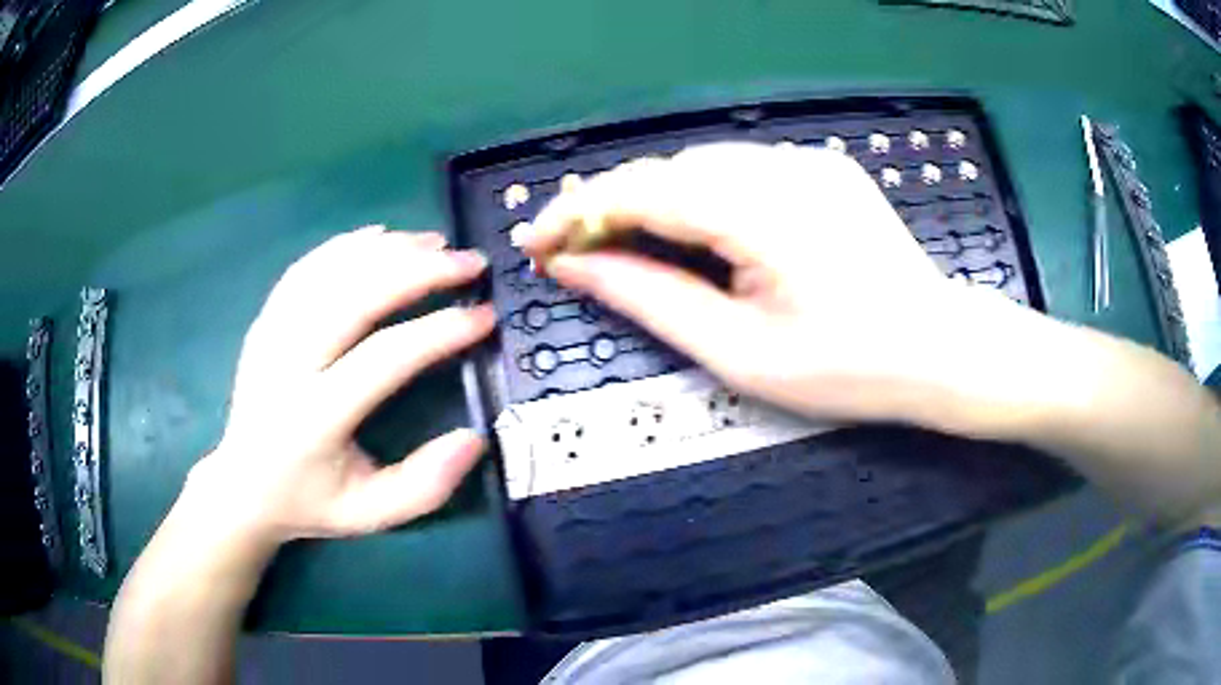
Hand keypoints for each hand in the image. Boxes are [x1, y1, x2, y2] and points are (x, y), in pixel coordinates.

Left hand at [189, 226, 494, 546]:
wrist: (243, 486)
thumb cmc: (310, 502)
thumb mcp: (371, 514)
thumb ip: (424, 486)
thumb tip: (474, 438)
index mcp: (315, 417)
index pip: (385, 356)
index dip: (440, 330)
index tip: (484, 316)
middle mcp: (288, 365)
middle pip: (356, 295)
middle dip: (419, 270)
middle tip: (468, 262)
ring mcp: (271, 335)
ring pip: (331, 271)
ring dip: (387, 249)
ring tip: (434, 242)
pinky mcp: (264, 321)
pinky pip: (305, 269)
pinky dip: (345, 245)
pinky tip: (380, 235)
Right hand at [519, 143, 1000, 427]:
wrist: (939, 350)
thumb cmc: (847, 369)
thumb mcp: (740, 353)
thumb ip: (652, 299)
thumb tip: (576, 267)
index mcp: (761, 213)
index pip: (641, 190)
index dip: (577, 212)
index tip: (537, 243)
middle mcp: (782, 167)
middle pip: (666, 170)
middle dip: (611, 205)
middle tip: (577, 251)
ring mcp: (807, 161)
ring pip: (701, 164)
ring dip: (655, 199)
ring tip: (629, 244)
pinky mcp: (823, 168)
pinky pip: (742, 169)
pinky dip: (701, 195)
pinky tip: (700, 232)